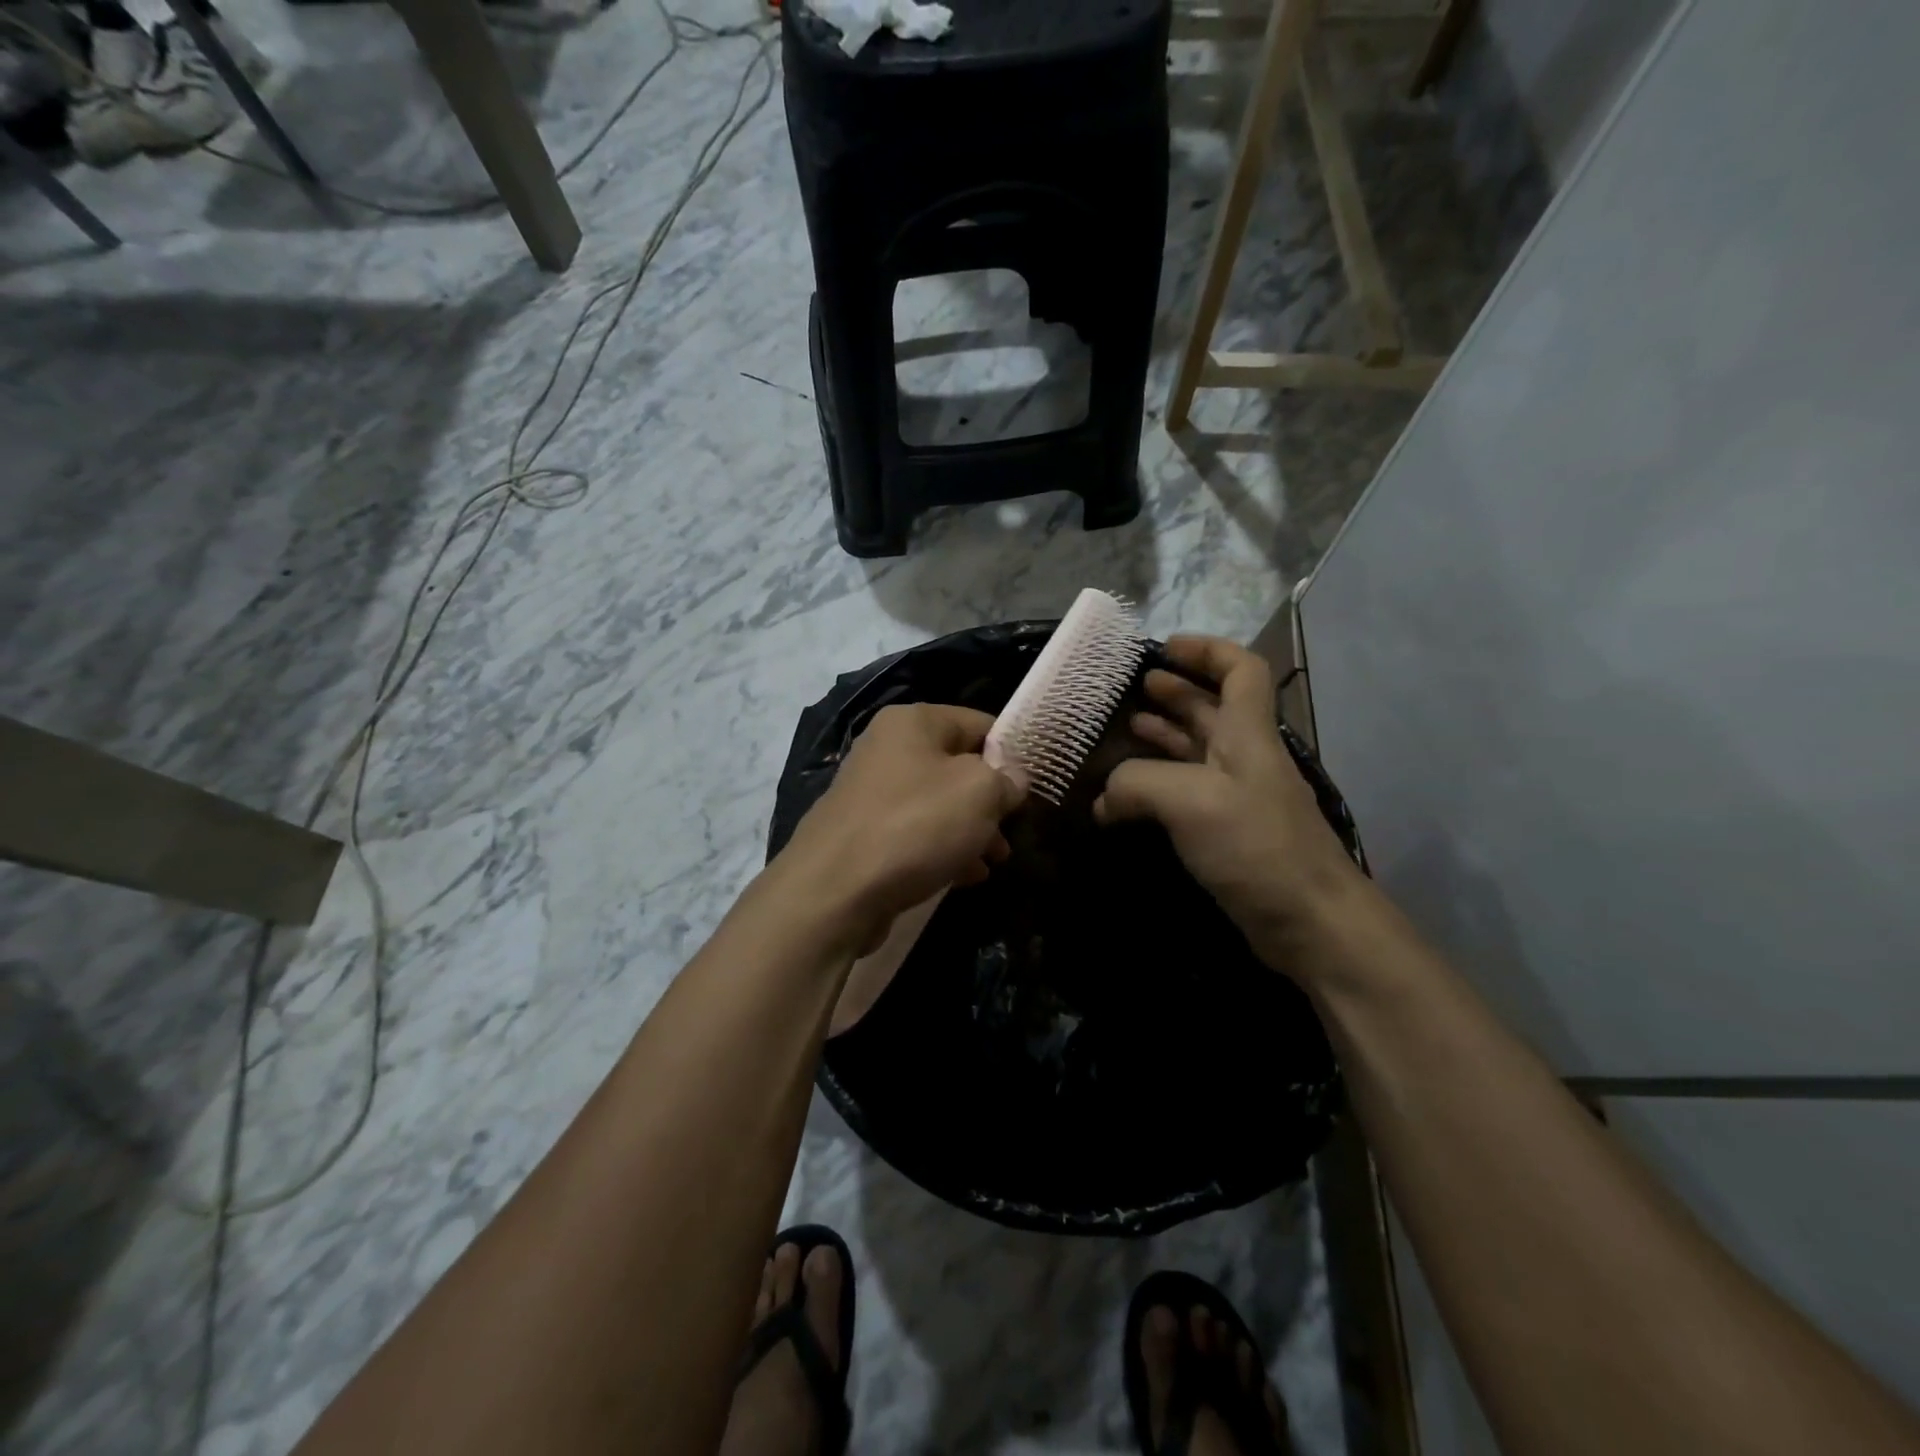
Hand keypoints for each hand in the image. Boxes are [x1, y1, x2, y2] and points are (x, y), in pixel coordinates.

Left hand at [777, 703, 1026, 949]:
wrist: (834, 890)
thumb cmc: (915, 826)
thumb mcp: (979, 792)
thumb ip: (1007, 778)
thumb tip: (1013, 778)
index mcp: (912, 722)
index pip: (978, 723)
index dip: (1012, 753)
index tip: (1034, 787)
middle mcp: (887, 749)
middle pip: (957, 767)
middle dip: (991, 801)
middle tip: (1014, 831)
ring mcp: (871, 793)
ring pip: (938, 804)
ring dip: (971, 830)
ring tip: (995, 861)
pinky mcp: (863, 834)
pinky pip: (915, 833)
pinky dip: (942, 849)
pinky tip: (965, 876)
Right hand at [1094, 636, 1366, 970]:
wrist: (1309, 921)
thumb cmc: (1256, 845)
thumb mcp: (1189, 800)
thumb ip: (1137, 783)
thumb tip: (1103, 800)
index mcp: (1246, 734)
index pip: (1240, 670)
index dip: (1206, 650)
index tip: (1165, 648)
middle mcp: (1244, 757)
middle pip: (1212, 709)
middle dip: (1175, 692)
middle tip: (1133, 690)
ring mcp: (1237, 797)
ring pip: (1197, 751)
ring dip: (1164, 736)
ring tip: (1125, 731)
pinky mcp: (1227, 833)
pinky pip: (1187, 792)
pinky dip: (1157, 784)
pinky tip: (1126, 798)